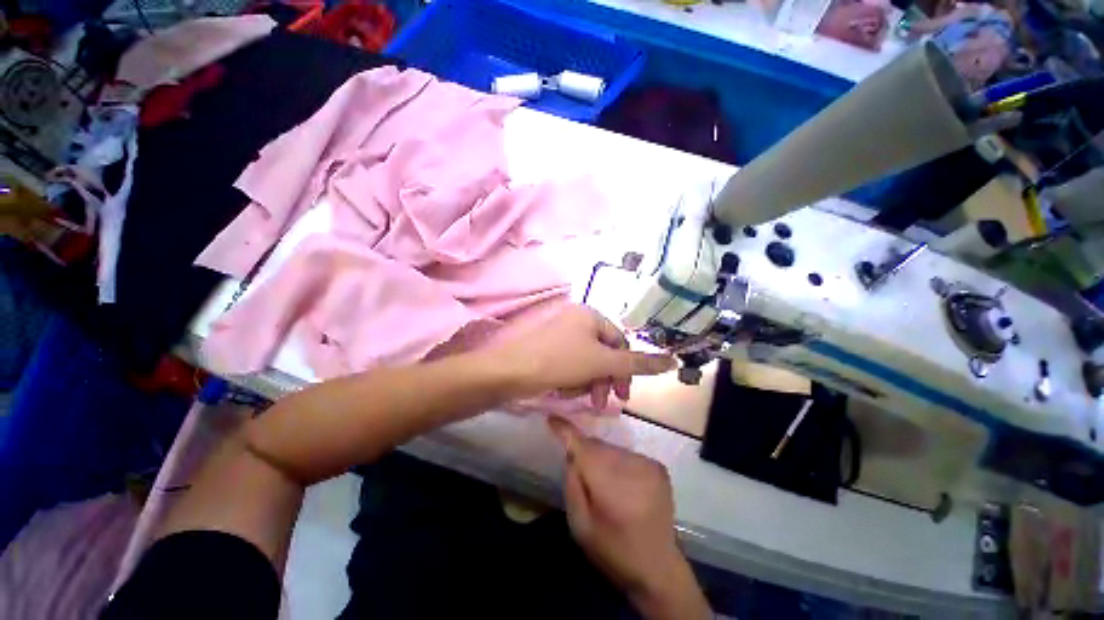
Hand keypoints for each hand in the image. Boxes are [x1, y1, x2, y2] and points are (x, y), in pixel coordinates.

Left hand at [481, 304, 675, 407]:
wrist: (507, 371)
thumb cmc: (559, 361)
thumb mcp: (602, 363)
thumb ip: (637, 363)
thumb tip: (673, 361)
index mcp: (589, 314)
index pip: (619, 343)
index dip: (624, 371)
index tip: (622, 396)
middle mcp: (574, 318)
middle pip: (601, 353)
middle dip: (601, 380)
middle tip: (598, 403)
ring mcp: (557, 332)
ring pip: (585, 361)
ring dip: (584, 382)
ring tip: (572, 396)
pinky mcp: (544, 346)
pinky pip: (567, 363)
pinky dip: (568, 379)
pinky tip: (559, 390)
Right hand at [549, 417, 710, 619]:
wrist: (658, 568)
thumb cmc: (613, 551)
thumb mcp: (580, 525)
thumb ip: (572, 484)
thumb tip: (571, 452)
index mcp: (610, 487)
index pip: (583, 448)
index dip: (566, 431)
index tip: (552, 419)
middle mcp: (632, 468)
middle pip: (597, 446)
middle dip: (585, 453)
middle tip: (582, 475)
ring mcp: (648, 465)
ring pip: (611, 449)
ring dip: (602, 459)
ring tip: (604, 484)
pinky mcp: (658, 467)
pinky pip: (626, 455)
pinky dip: (618, 463)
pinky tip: (623, 485)